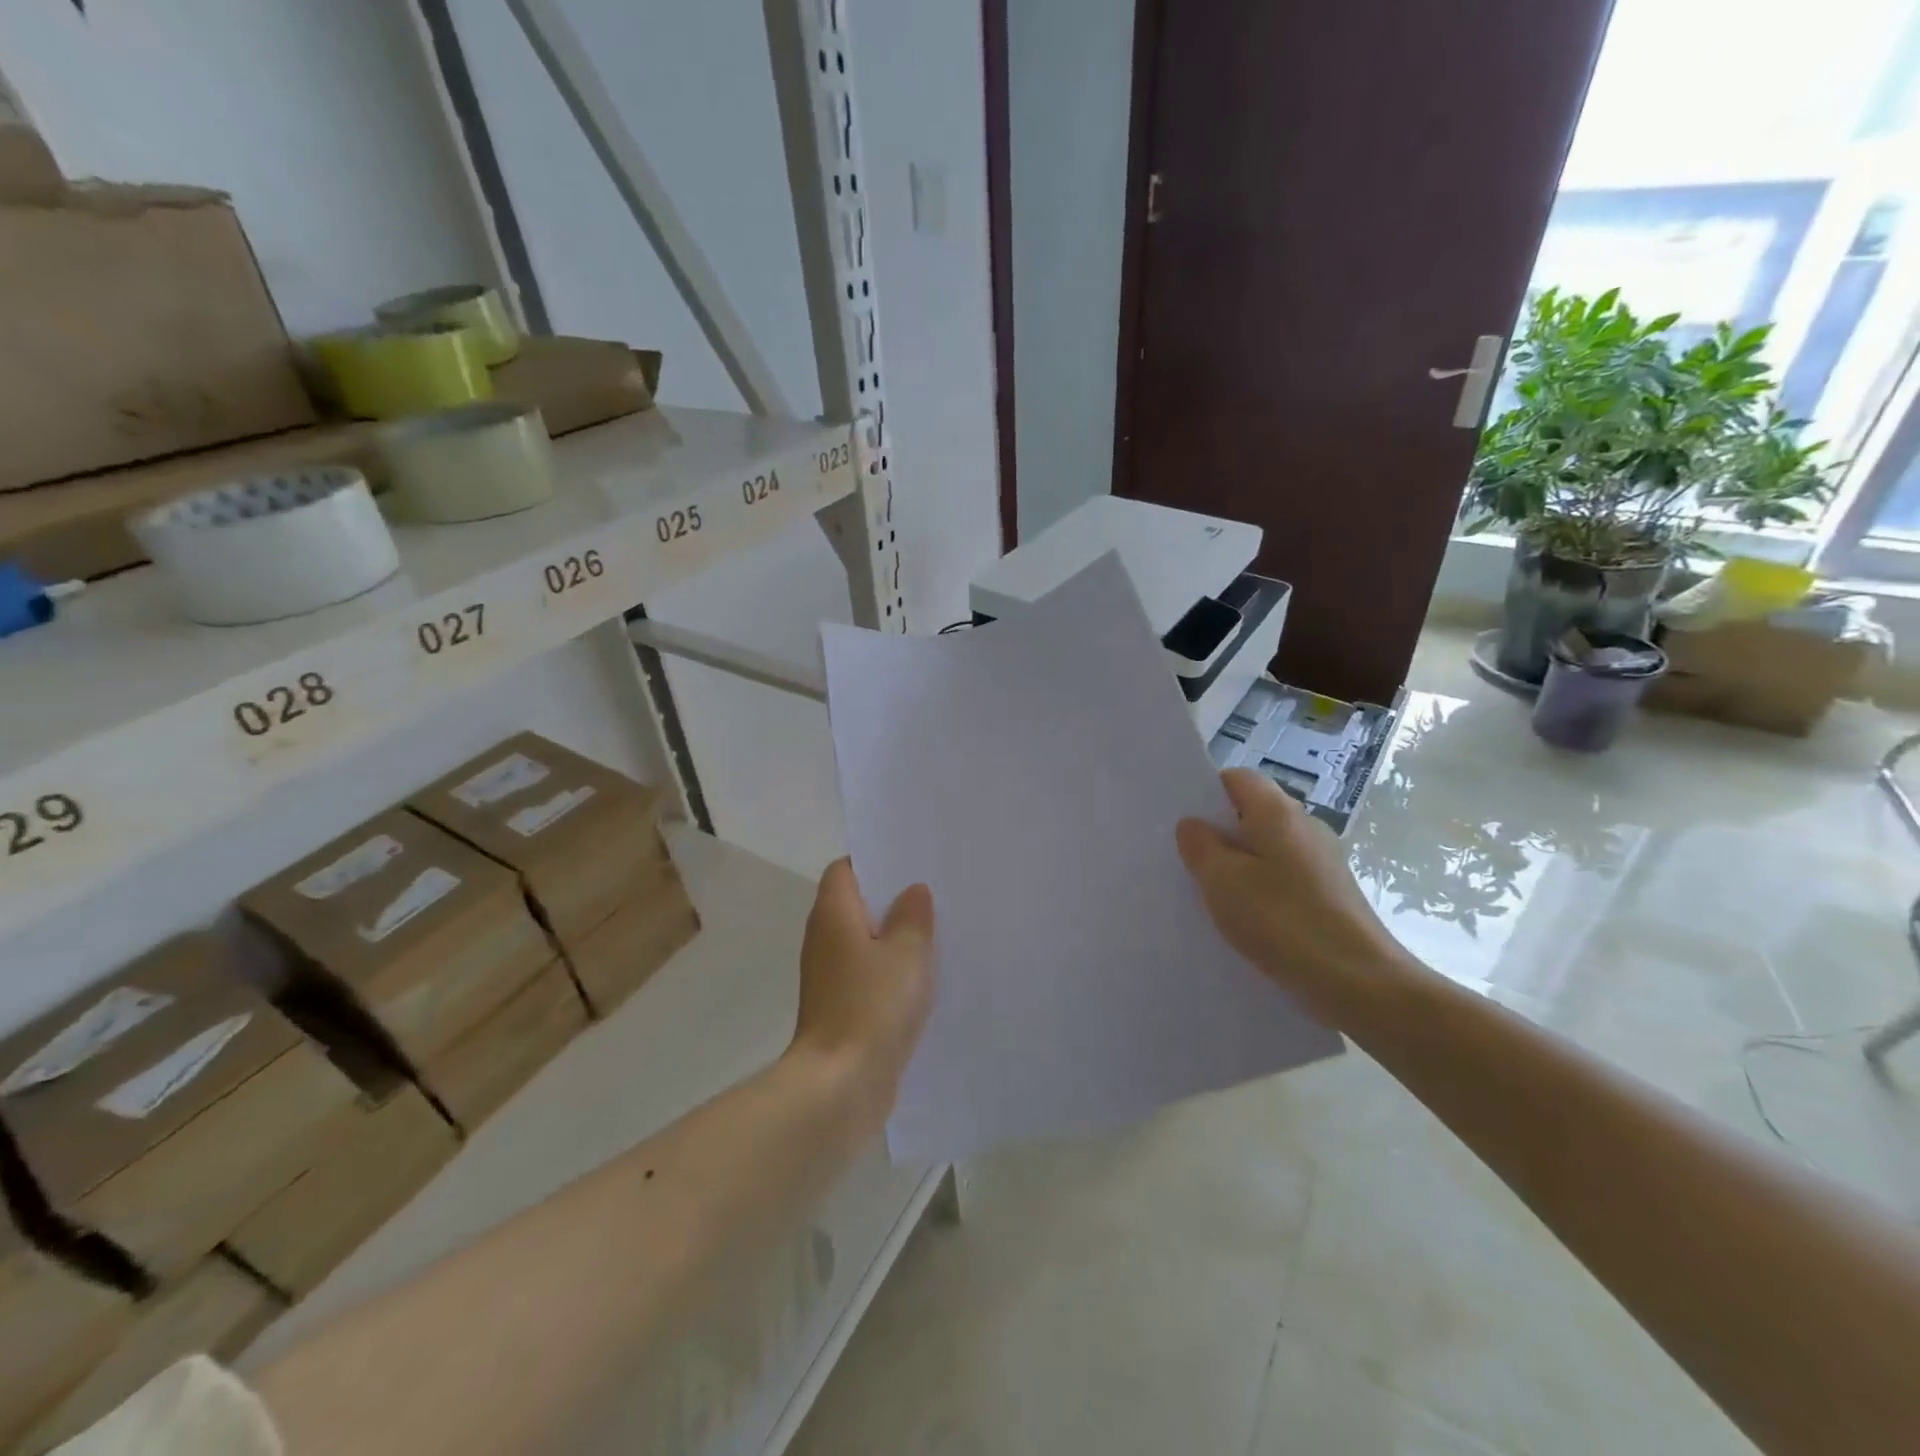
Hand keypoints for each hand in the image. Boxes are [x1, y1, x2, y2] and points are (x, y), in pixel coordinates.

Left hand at [791, 859, 934, 1126]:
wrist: (840, 1085)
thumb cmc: (872, 1006)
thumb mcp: (906, 953)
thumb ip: (913, 917)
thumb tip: (913, 891)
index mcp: (833, 914)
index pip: (844, 869)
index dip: (874, 861)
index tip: (910, 861)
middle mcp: (824, 939)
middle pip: (855, 904)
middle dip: (892, 899)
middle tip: (935, 893)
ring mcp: (830, 977)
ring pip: (864, 942)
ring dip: (894, 937)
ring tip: (938, 930)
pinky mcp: (841, 1008)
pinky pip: (868, 975)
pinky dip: (890, 971)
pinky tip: (925, 977)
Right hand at [1176, 768, 1412, 1028]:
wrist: (1360, 983)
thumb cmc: (1283, 921)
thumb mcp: (1223, 882)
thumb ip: (1201, 846)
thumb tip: (1194, 825)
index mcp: (1278, 812)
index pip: (1237, 779)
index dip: (1207, 795)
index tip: (1184, 825)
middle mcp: (1305, 826)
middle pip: (1253, 813)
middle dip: (1220, 833)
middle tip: (1188, 863)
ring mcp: (1323, 860)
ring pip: (1268, 848)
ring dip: (1240, 865)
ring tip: (1212, 896)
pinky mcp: (1331, 893)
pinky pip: (1285, 877)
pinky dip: (1262, 889)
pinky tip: (1248, 920)